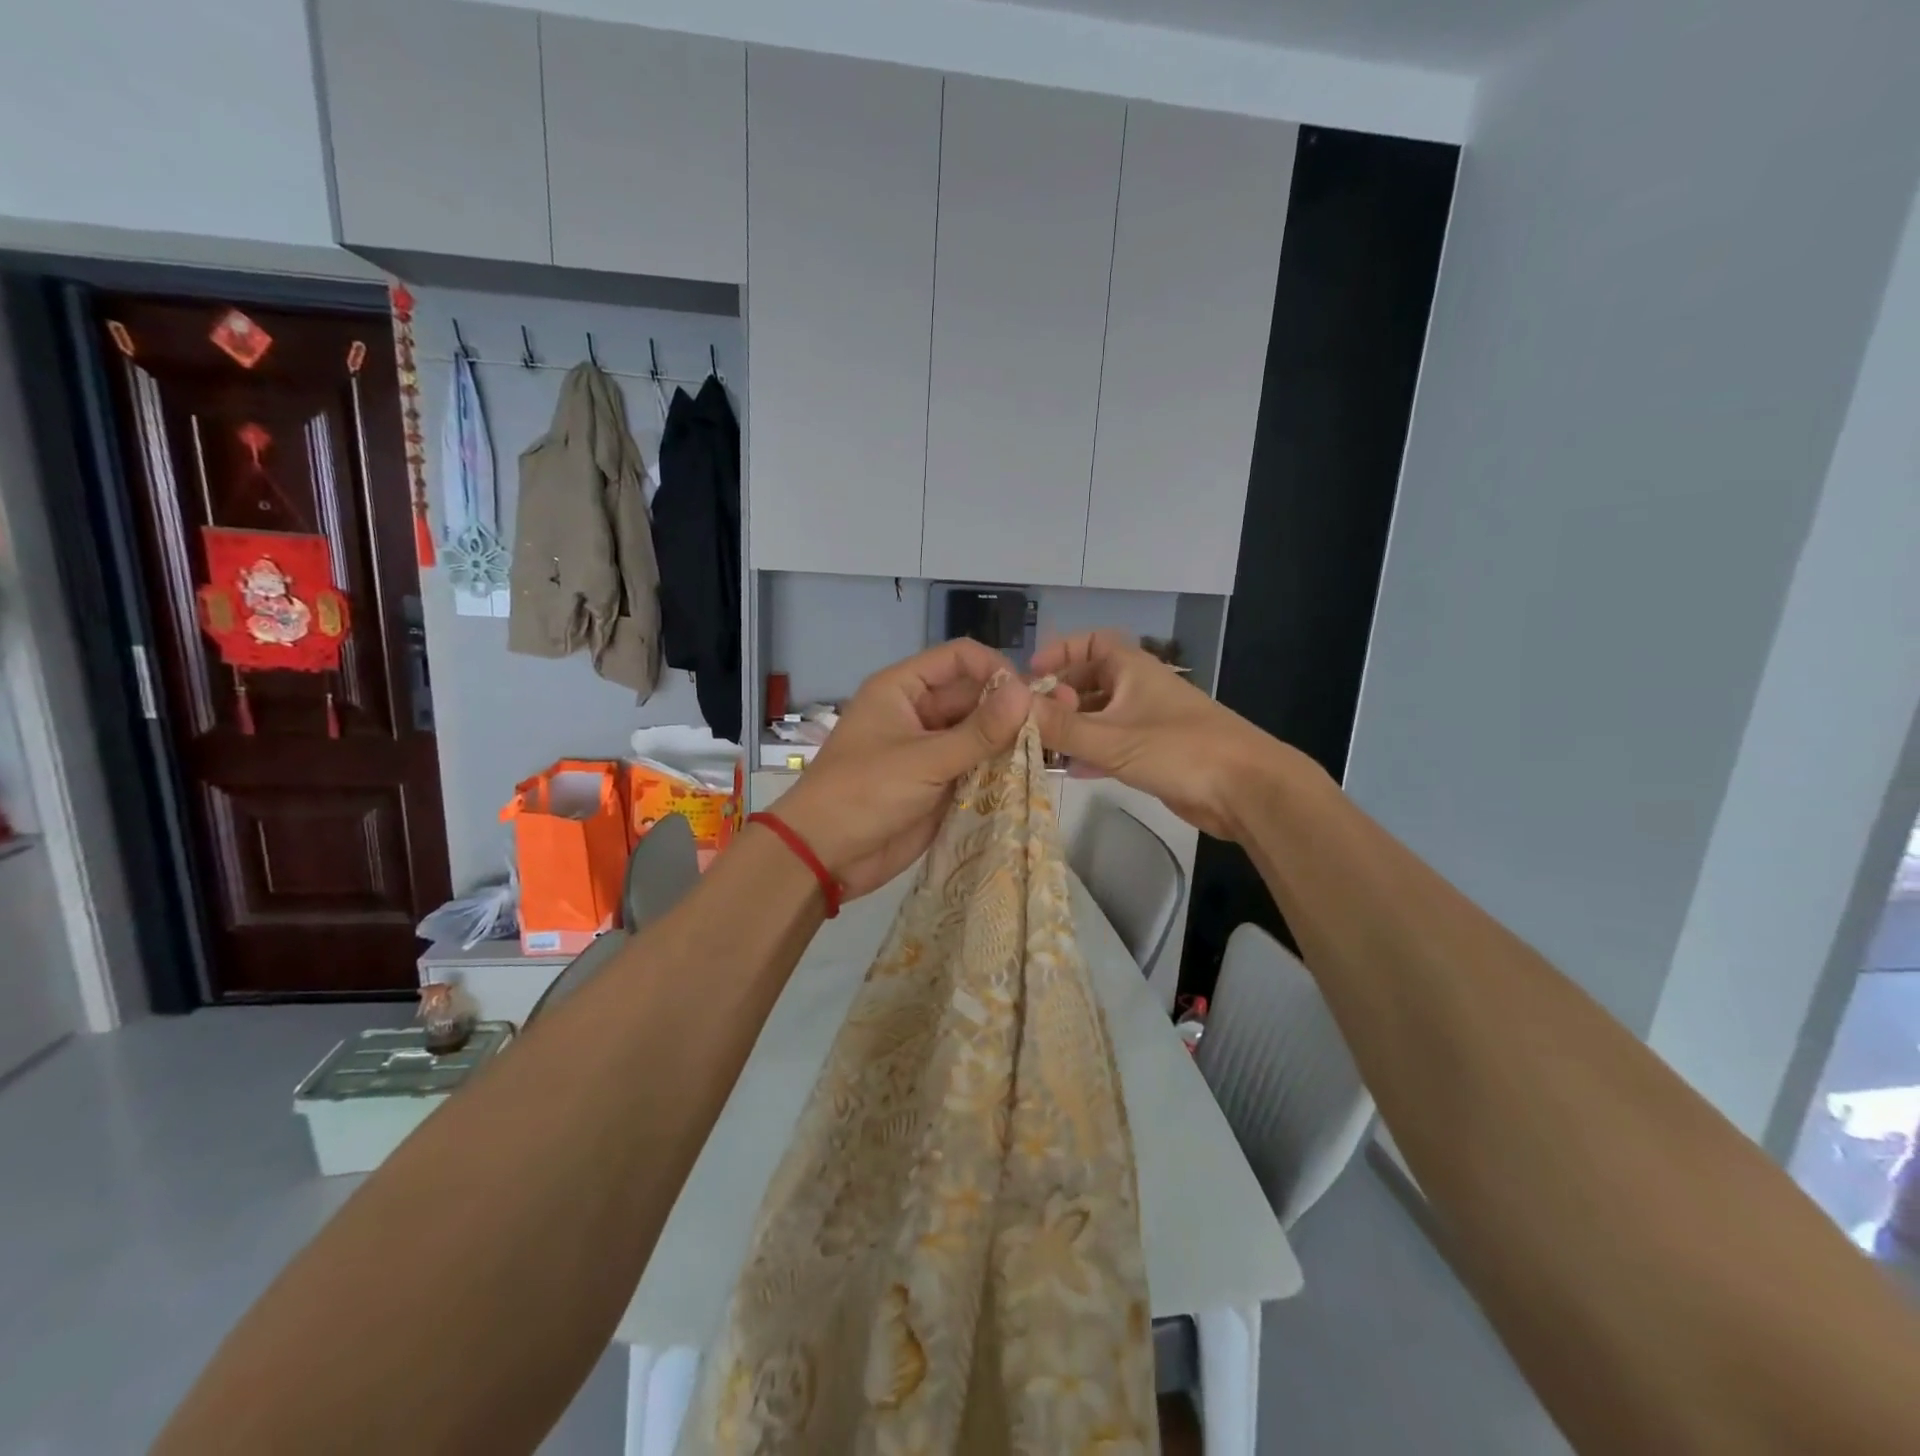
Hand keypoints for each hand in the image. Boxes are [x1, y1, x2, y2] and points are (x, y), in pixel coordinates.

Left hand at [772, 640, 1032, 897]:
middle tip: (1053, 725)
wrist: (825, 856)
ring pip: (980, 734)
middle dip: (1010, 709)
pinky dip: (1001, 770)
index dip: (995, 669)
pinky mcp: (941, 784)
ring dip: (1010, 741)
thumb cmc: (864, 793)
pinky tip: (1033, 775)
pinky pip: (977, 767)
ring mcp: (931, 750)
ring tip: (1052, 750)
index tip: (1028, 696)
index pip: (958, 659)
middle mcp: (920, 713)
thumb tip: (1026, 693)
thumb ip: (978, 731)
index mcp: (903, 689)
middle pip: (975, 696)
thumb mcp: (923, 760)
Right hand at [1030, 630, 1304, 841]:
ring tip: (1038, 747)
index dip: (1060, 652)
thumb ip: (1060, 726)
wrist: (1245, 789)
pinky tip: (1069, 770)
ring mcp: (1149, 722)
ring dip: (1072, 729)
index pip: (1091, 642)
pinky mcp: (1156, 753)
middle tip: (1029, 718)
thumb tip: (1012, 707)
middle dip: (1059, 697)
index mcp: (1132, 669)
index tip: (1031, 674)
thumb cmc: (1178, 750)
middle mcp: (1140, 689)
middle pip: (1091, 682)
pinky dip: (1091, 753)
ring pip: (1101, 717)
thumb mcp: (1111, 738)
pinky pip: (1114, 745)